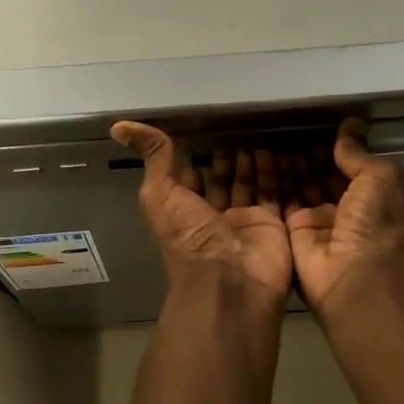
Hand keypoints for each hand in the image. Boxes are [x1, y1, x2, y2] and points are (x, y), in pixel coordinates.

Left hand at [111, 122, 293, 310]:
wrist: (230, 282)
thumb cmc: (189, 238)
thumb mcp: (161, 194)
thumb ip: (153, 159)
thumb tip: (119, 126)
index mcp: (184, 208)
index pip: (191, 175)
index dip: (196, 152)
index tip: (206, 123)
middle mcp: (214, 215)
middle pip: (223, 178)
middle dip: (230, 154)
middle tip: (243, 121)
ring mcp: (246, 221)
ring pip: (251, 183)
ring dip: (256, 159)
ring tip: (265, 128)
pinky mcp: (274, 225)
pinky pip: (279, 194)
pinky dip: (280, 173)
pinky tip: (285, 147)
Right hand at [286, 119, 403, 315]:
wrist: (356, 279)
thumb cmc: (378, 225)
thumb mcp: (381, 179)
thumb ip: (359, 154)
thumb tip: (349, 127)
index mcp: (375, 199)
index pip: (350, 167)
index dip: (334, 147)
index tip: (313, 124)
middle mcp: (346, 211)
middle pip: (322, 176)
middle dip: (306, 154)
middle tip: (283, 127)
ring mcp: (318, 223)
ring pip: (299, 186)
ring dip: (286, 164)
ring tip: (267, 135)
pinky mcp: (292, 233)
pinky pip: (280, 201)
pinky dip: (270, 181)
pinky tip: (257, 157)